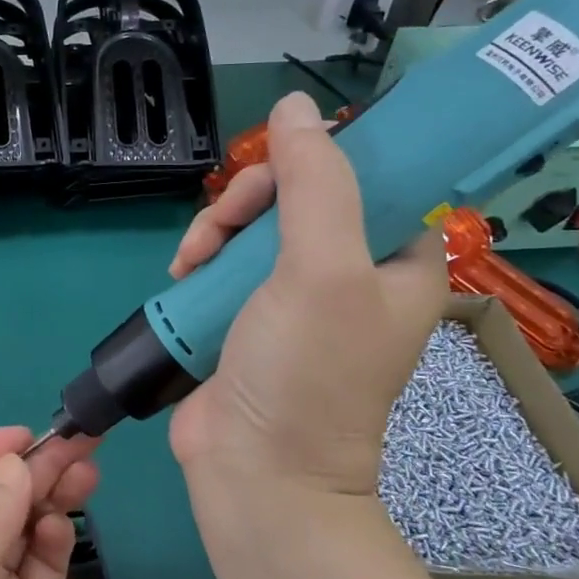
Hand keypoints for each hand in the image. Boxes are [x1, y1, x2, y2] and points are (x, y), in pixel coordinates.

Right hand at [166, 91, 443, 498]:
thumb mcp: (321, 270)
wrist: (256, 470)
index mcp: (396, 259)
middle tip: (223, 224)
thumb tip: (296, 107)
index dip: (320, 159)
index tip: (276, 170)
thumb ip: (314, 184)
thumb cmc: (307, 372)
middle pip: (298, 194)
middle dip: (250, 200)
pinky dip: (200, 259)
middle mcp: (350, 271)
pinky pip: (224, 260)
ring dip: (216, 230)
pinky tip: (182, 274)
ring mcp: (293, 295)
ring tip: (191, 261)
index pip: (368, 176)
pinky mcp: (246, 313)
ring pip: (253, 224)